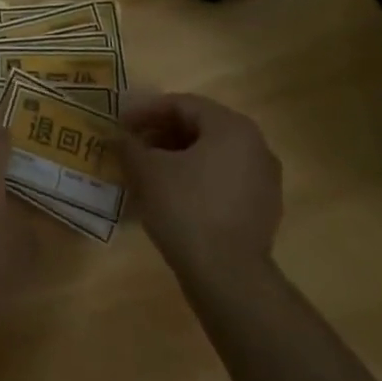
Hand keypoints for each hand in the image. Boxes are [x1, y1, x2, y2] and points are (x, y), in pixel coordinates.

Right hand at [122, 93, 282, 276]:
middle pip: (199, 127)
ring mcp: (264, 179)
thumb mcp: (146, 170)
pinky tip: (171, 194)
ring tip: (147, 169)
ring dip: (177, 156)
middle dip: (161, 133)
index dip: (145, 111)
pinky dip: (196, 178)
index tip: (120, 124)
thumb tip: (117, 136)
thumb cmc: (186, 208)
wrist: (228, 276)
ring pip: (212, 155)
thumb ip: (129, 145)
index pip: (182, 104)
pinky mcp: (263, 209)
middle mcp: (255, 146)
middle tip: (132, 144)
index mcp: (231, 127)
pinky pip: (223, 180)